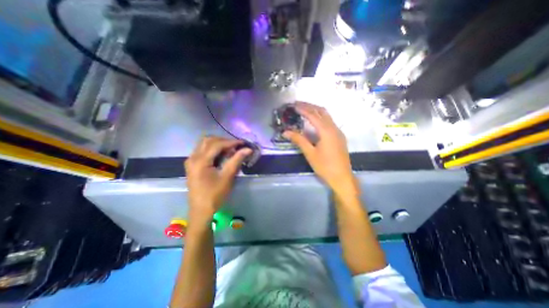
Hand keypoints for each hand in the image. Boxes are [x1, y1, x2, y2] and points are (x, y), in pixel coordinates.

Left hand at [184, 138, 251, 223]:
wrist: (201, 210)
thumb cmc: (215, 195)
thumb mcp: (228, 177)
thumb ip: (237, 160)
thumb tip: (248, 149)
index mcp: (200, 161)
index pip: (217, 144)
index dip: (231, 142)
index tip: (243, 143)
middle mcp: (193, 158)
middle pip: (208, 140)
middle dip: (224, 141)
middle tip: (236, 146)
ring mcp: (191, 161)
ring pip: (204, 144)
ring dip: (218, 144)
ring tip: (230, 150)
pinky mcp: (192, 165)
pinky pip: (202, 150)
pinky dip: (213, 149)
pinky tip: (221, 155)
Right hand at [286, 103, 358, 195]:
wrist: (342, 177)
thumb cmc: (325, 166)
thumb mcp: (310, 153)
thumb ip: (299, 140)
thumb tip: (285, 132)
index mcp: (326, 131)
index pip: (313, 115)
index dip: (303, 109)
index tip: (293, 105)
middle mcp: (334, 128)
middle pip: (322, 111)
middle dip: (310, 106)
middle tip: (298, 104)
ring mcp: (338, 132)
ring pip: (327, 115)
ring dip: (316, 110)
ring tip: (304, 109)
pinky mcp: (339, 136)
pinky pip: (329, 122)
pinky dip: (321, 117)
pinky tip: (314, 121)